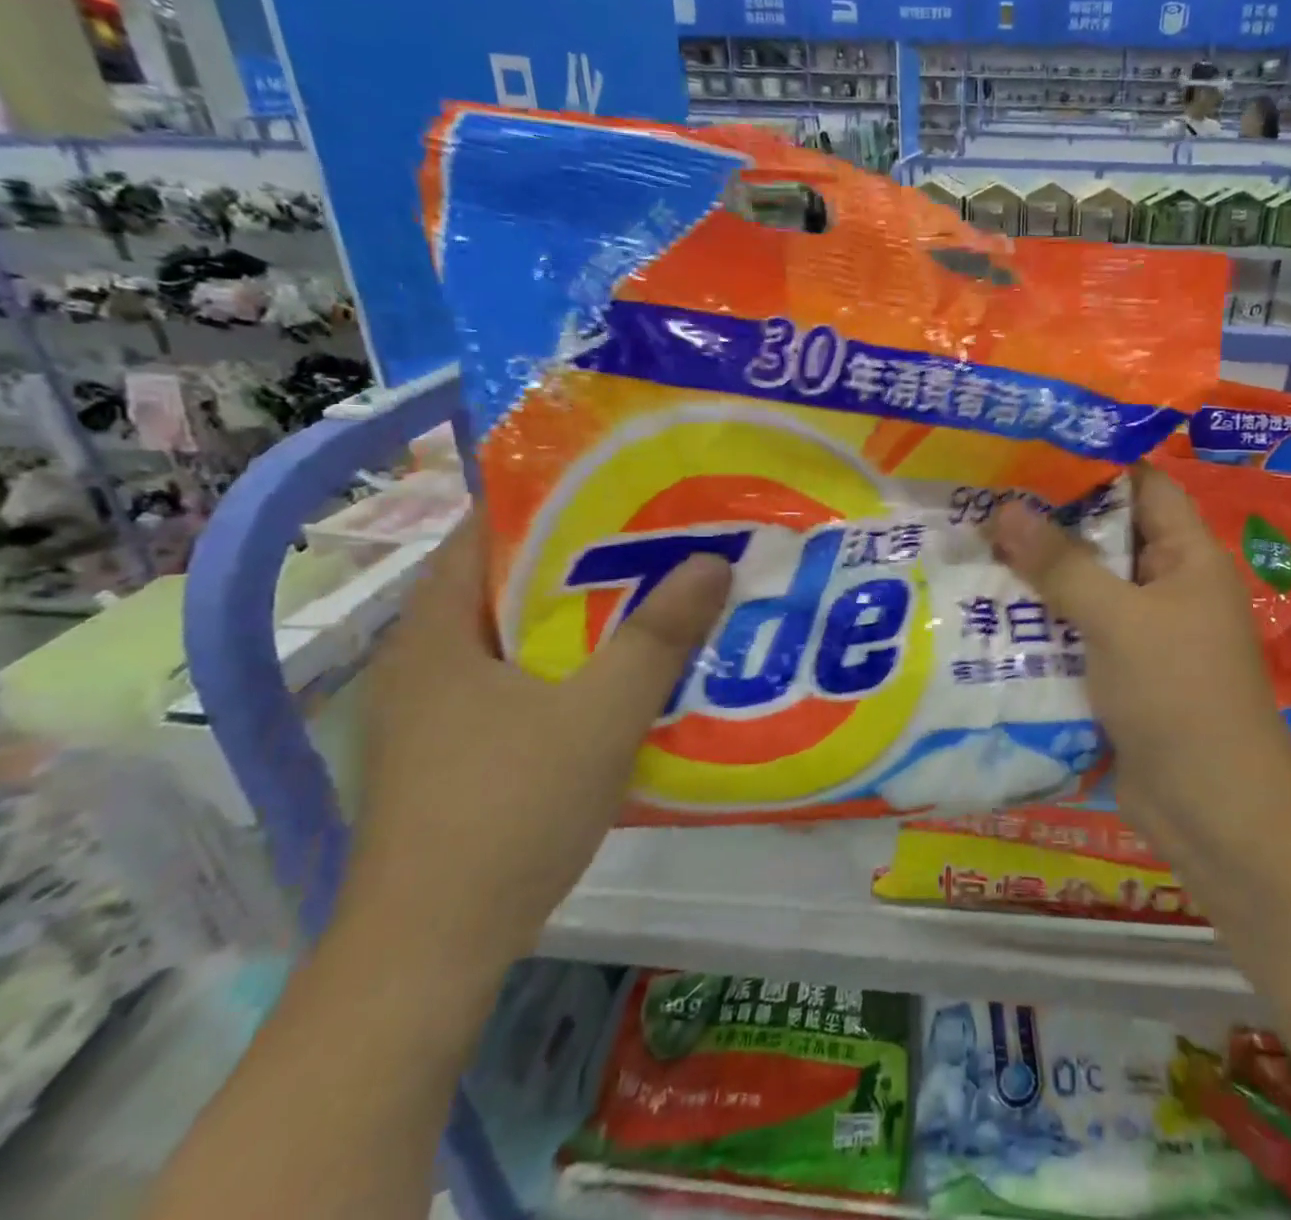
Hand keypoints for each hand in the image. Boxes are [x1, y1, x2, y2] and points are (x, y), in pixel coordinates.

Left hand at [339, 515, 730, 975]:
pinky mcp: (458, 752)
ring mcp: (438, 712)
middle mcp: (427, 660)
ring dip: (587, 616)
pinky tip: (630, 674)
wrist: (431, 954)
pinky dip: (574, 665)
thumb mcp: (601, 715)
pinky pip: (525, 682)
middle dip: (588, 557)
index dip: (555, 497)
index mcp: (437, 632)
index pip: (487, 529)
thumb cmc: (507, 813)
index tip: (628, 485)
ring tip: (662, 594)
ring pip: (523, 637)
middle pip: (512, 581)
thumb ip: (658, 636)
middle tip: (665, 537)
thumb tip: (713, 560)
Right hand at [989, 465, 1290, 876]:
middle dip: (1049, 522)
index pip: (1143, 486)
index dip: (1093, 463)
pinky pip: (1076, 633)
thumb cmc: (1179, 698)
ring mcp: (1142, 633)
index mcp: (1187, 558)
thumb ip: (1062, 566)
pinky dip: (1040, 622)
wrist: (1213, 813)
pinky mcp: (1119, 673)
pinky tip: (986, 610)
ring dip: (1037, 576)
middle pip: (1106, 537)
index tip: (1029, 450)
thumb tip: (1004, 508)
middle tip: (982, 497)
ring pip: (1085, 588)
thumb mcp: (1119, 621)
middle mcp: (1167, 587)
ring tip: (971, 545)